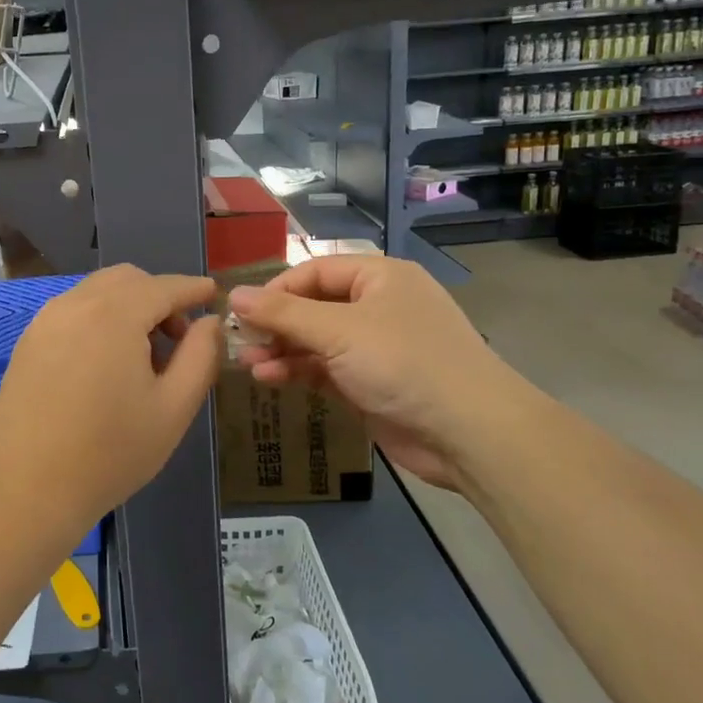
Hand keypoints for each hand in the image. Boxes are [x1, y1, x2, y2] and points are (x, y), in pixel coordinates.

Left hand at [0, 266, 222, 542]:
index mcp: (114, 313)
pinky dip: (99, 319)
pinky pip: (73, 312)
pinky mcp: (27, 342)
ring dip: (128, 307)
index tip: (214, 294)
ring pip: (97, 293)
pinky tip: (107, 363)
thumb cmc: (110, 453)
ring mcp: (45, 321)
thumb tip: (211, 322)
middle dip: (160, 297)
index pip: (164, 286)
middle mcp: (75, 304)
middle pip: (128, 280)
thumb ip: (200, 357)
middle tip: (180, 338)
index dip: (193, 289)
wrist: (26, 490)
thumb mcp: (173, 408)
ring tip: (144, 356)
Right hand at [228, 256, 532, 495]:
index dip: (277, 288)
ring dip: (282, 350)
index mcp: (380, 277)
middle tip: (239, 340)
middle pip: (314, 305)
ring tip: (249, 363)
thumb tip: (234, 295)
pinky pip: (326, 368)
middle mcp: (378, 306)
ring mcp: (376, 346)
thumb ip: (283, 313)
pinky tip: (270, 379)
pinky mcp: (372, 382)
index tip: (242, 311)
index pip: (315, 270)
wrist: (468, 432)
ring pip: (317, 340)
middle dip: (276, 323)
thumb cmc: (403, 363)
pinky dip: (299, 371)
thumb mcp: (337, 331)